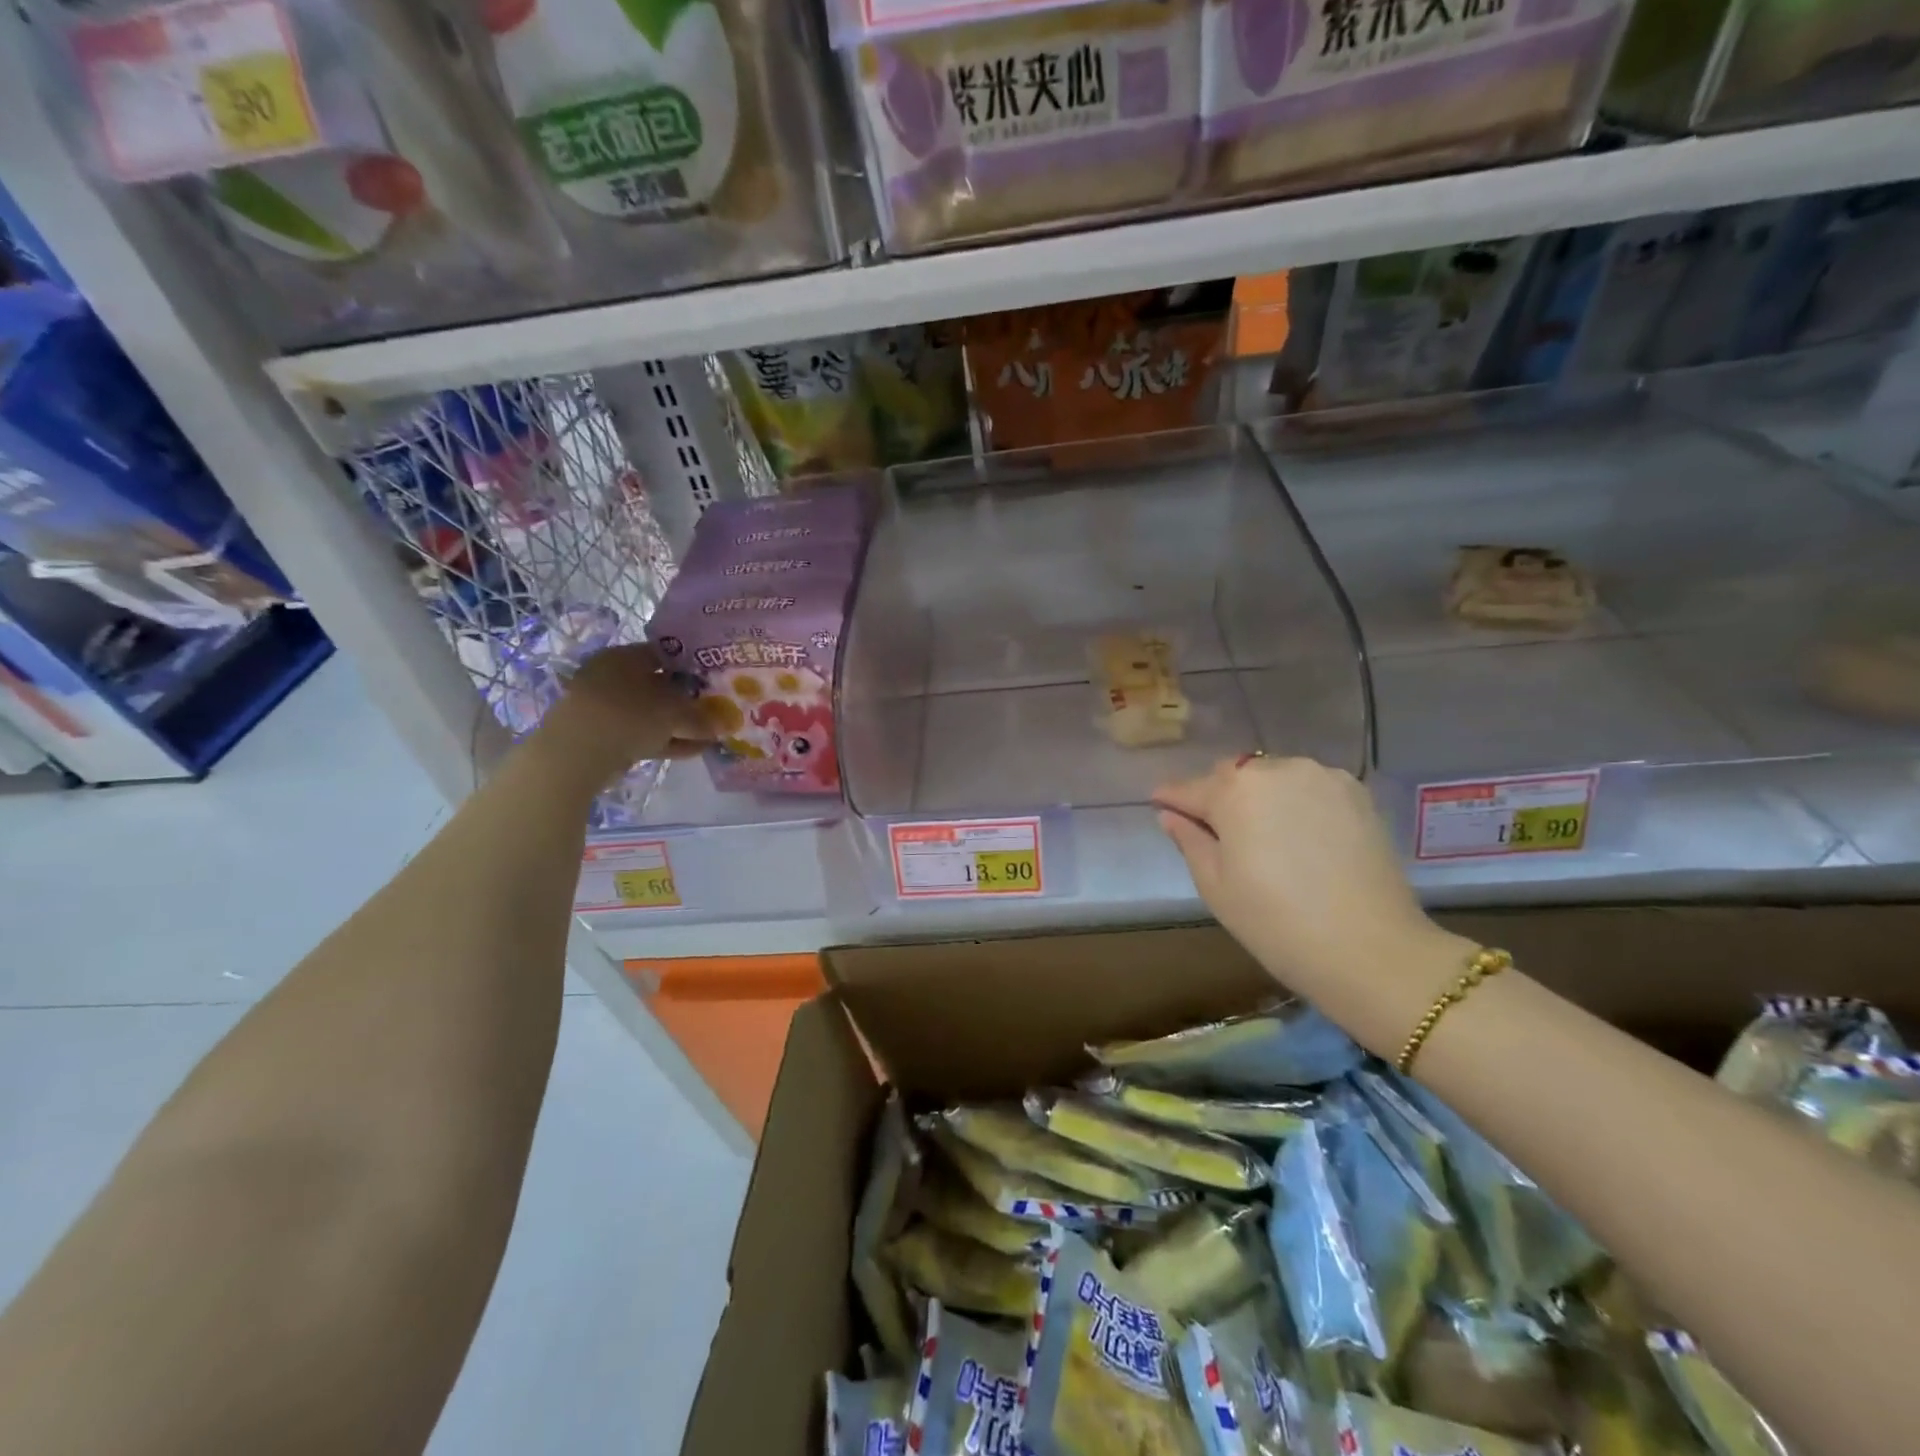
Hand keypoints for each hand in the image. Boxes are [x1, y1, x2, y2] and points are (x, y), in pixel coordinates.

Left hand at [530, 644, 711, 789]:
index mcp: (625, 656)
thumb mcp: (676, 713)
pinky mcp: (604, 735)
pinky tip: (692, 751)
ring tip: (710, 735)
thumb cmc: (630, 715)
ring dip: (680, 725)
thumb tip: (723, 724)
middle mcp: (613, 676)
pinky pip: (643, 733)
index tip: (715, 679)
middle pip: (659, 685)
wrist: (577, 753)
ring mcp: (607, 707)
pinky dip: (666, 740)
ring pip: (652, 713)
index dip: (693, 666)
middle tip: (716, 709)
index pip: (665, 654)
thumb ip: (702, 717)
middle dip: (688, 700)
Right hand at [1153, 756, 1472, 1052]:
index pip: (1190, 789)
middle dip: (1218, 795)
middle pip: (1233, 776)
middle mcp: (1277, 770)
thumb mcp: (1216, 887)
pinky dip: (1295, 802)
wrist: (1371, 950)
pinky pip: (1309, 787)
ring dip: (1259, 797)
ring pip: (1273, 778)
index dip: (1172, 798)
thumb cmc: (1276, 923)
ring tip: (1262, 835)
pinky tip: (1299, 835)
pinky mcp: (1357, 793)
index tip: (1159, 803)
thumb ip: (1190, 841)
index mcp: (1235, 791)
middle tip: (1214, 830)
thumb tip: (1172, 816)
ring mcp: (1322, 777)